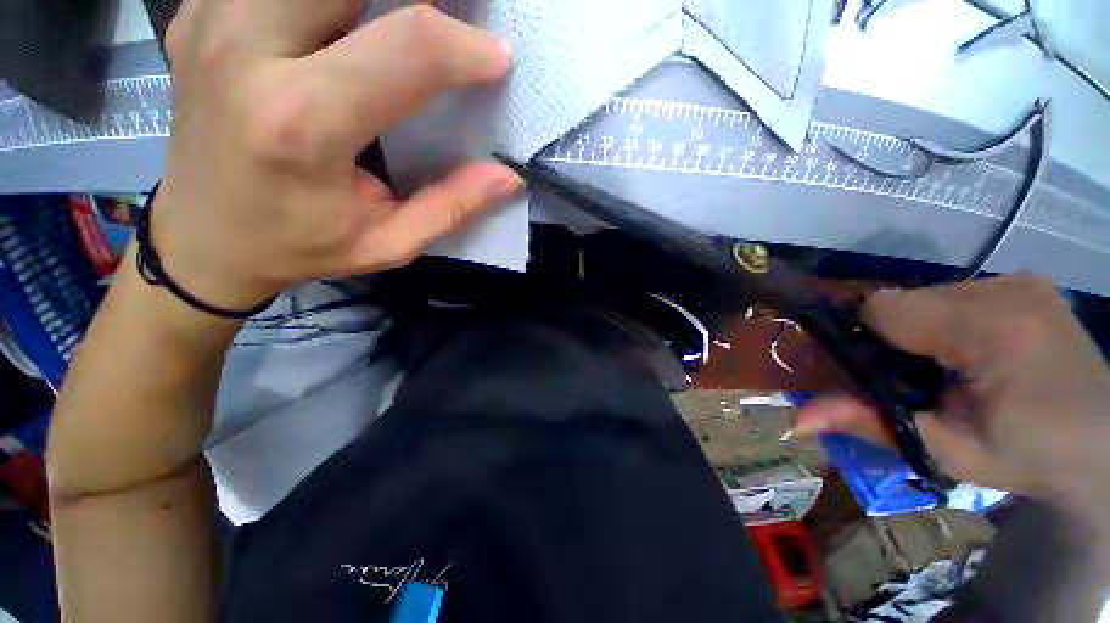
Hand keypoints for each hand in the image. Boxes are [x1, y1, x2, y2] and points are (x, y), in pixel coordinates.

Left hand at [153, 1, 522, 309]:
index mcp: (303, 123)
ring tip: (404, 16)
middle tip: (454, 12)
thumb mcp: (388, 244)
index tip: (496, 59)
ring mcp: (213, 20)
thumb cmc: (299, 248)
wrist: (200, 241)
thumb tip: (507, 176)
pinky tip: (345, 20)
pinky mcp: (200, 13)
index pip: (406, 49)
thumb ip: (451, 207)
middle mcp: (248, 51)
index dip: (463, 47)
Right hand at [795, 274, 1109, 511]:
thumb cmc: (1026, 457)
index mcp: (992, 331)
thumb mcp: (946, 451)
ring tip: (944, 367)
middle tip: (911, 378)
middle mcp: (1007, 289)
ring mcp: (1021, 281)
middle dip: (893, 336)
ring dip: (921, 328)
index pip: (885, 308)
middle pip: (906, 299)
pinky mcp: (1028, 283)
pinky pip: (958, 294)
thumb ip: (869, 424)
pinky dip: (948, 319)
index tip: (868, 369)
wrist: (1104, 448)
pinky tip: (970, 350)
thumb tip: (796, 419)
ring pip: (929, 295)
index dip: (863, 336)